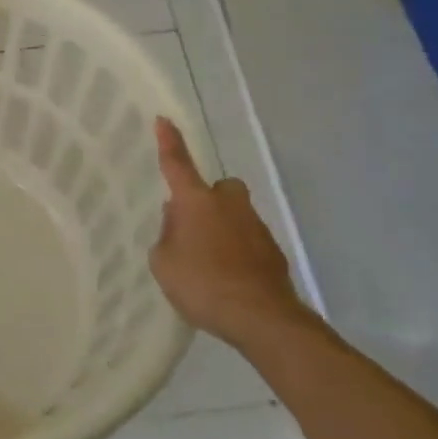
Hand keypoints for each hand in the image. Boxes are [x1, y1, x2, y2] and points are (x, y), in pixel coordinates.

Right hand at [149, 117, 309, 347]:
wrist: (262, 318)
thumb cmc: (203, 284)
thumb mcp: (163, 262)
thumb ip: (167, 236)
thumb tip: (178, 223)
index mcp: (196, 201)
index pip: (177, 164)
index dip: (169, 142)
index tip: (164, 119)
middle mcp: (228, 205)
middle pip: (219, 189)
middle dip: (209, 199)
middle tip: (194, 225)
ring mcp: (256, 227)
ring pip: (235, 216)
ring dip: (223, 229)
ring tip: (209, 264)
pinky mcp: (273, 252)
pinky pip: (248, 242)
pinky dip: (239, 253)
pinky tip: (228, 280)